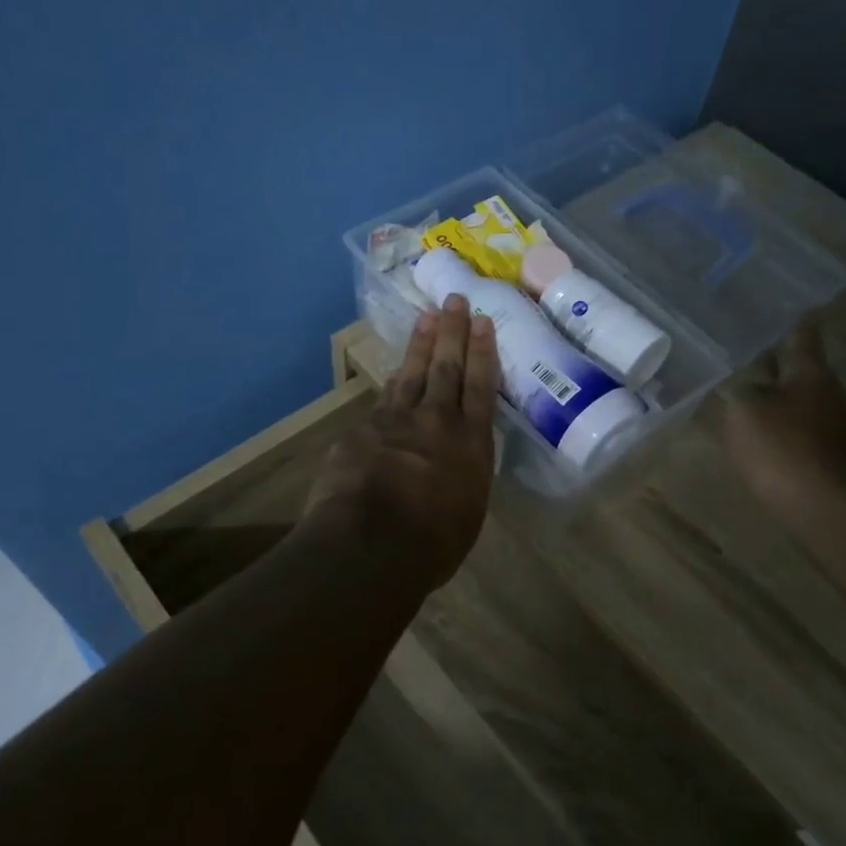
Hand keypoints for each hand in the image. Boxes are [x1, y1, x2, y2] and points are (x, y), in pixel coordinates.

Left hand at [303, 297, 499, 590]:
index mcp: (471, 444)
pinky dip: (392, 383)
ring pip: (412, 373)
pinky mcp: (363, 429)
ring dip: (421, 344)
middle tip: (455, 300)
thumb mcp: (466, 513)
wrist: (370, 544)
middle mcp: (437, 422)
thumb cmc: (431, 544)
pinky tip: (394, 373)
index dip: (482, 352)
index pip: (481, 387)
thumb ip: (463, 479)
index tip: (482, 322)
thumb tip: (456, 469)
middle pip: (447, 367)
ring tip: (427, 317)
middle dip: (453, 331)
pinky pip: (382, 400)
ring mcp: (396, 421)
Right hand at [721, 307, 845, 523]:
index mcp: (810, 373)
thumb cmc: (781, 448)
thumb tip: (749, 388)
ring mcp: (839, 426)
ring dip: (785, 399)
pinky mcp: (837, 456)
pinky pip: (808, 430)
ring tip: (757, 401)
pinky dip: (790, 427)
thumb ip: (742, 391)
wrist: (825, 507)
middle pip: (805, 371)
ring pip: (806, 401)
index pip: (802, 337)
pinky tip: (772, 438)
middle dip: (782, 367)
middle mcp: (831, 393)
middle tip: (756, 360)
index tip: (795, 310)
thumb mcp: (744, 410)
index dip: (794, 324)